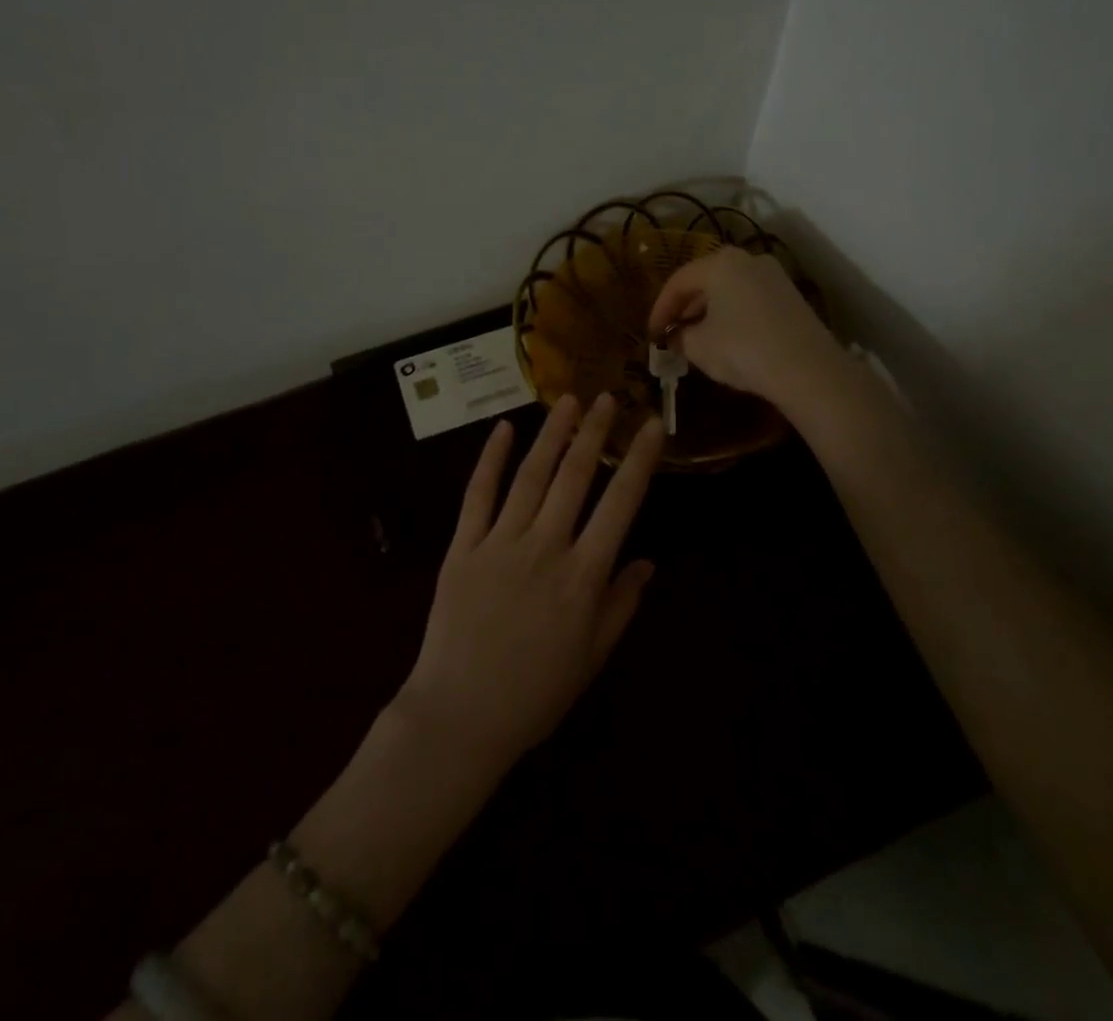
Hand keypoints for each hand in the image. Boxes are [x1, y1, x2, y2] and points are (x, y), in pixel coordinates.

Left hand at [395, 394, 663, 770]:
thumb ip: (621, 604)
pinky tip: (504, 430)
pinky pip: (478, 494)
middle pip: (574, 476)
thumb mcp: (592, 657)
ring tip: (567, 400)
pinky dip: (490, 459)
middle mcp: (545, 546)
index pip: (620, 503)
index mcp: (583, 575)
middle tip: (607, 396)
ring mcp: (500, 542)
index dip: (639, 460)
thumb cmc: (535, 693)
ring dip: (551, 434)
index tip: (651, 425)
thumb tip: (647, 561)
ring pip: (531, 475)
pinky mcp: (463, 546)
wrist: (461, 715)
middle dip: (594, 432)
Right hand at [647, 246, 846, 414]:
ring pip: (729, 290)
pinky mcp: (791, 297)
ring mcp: (774, 277)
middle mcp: (748, 260)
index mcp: (720, 263)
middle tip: (671, 334)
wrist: (809, 370)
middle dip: (685, 308)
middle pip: (705, 281)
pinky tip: (727, 340)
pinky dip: (732, 315)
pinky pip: (749, 300)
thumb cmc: (743, 350)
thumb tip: (675, 337)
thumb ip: (679, 338)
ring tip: (696, 339)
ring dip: (708, 312)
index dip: (660, 309)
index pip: (678, 281)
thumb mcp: (699, 347)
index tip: (651, 334)